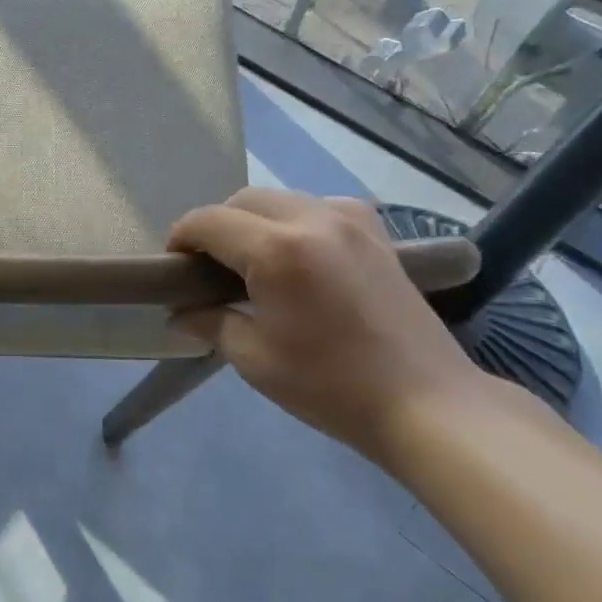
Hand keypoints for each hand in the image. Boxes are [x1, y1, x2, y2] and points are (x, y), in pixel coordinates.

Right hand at [168, 189, 500, 459]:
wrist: (426, 403)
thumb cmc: (330, 385)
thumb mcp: (254, 358)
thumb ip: (210, 322)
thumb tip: (180, 313)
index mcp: (277, 250)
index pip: (208, 221)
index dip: (181, 238)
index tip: (174, 268)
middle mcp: (313, 219)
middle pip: (243, 200)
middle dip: (216, 226)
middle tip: (209, 268)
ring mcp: (351, 221)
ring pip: (281, 198)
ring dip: (255, 220)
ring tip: (252, 262)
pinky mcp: (377, 233)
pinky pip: (319, 207)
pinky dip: (295, 220)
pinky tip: (299, 255)